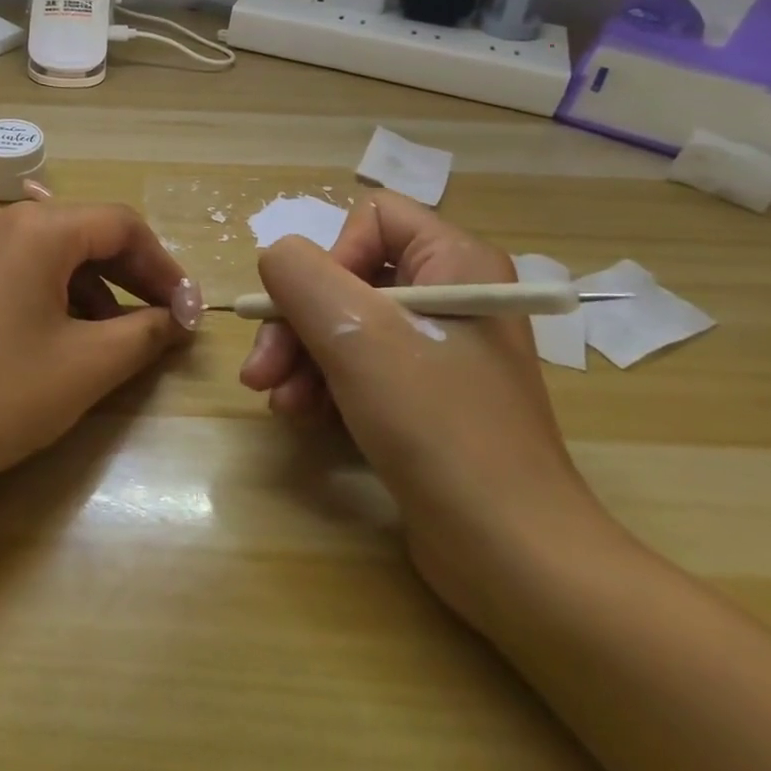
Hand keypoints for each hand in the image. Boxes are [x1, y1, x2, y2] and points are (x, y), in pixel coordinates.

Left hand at [0, 200, 198, 486]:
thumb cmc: (4, 393)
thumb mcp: (89, 364)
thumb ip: (147, 332)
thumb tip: (179, 319)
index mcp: (36, 229)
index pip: (120, 225)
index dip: (163, 266)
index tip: (187, 310)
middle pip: (84, 232)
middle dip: (130, 275)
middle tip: (162, 319)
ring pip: (49, 251)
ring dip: (91, 286)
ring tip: (112, 336)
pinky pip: (15, 267)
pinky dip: (50, 291)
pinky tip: (60, 334)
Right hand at [239, 192, 608, 625]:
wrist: (509, 551)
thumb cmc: (437, 426)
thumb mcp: (357, 336)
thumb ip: (300, 275)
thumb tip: (275, 259)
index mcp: (456, 262)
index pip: (373, 219)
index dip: (330, 257)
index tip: (310, 311)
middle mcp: (450, 295)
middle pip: (347, 277)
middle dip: (296, 323)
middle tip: (261, 372)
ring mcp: (439, 349)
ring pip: (343, 324)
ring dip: (300, 359)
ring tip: (278, 403)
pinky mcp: (425, 396)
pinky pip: (358, 366)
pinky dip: (323, 385)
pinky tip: (302, 417)